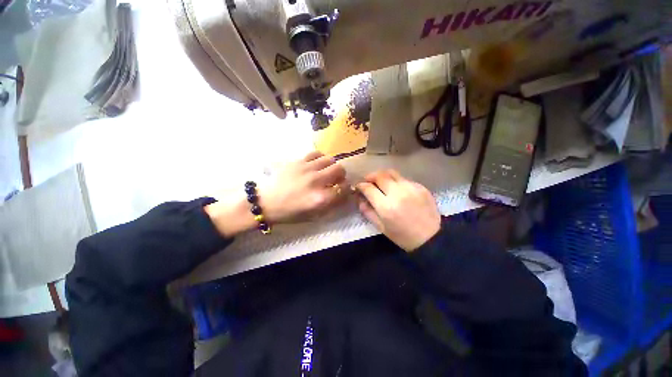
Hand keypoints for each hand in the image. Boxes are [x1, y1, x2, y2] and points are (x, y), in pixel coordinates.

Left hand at [260, 151, 346, 222]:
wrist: (266, 202)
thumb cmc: (289, 212)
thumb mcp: (313, 215)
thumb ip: (330, 205)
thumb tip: (342, 194)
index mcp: (320, 198)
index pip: (344, 188)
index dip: (347, 188)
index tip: (343, 189)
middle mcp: (316, 181)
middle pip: (339, 169)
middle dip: (341, 175)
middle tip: (336, 179)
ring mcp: (306, 169)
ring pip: (329, 159)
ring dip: (331, 166)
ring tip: (326, 171)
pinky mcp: (298, 161)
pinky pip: (316, 153)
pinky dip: (320, 158)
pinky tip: (317, 164)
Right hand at [356, 170, 440, 251]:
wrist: (431, 238)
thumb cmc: (403, 236)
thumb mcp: (381, 227)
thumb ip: (367, 211)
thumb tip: (359, 198)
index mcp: (386, 207)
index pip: (368, 188)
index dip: (361, 185)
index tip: (358, 186)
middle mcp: (398, 193)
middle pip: (380, 175)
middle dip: (370, 176)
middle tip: (368, 181)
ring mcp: (411, 188)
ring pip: (392, 173)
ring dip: (383, 176)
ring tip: (380, 182)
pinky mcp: (420, 186)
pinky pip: (403, 179)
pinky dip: (396, 181)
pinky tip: (396, 189)